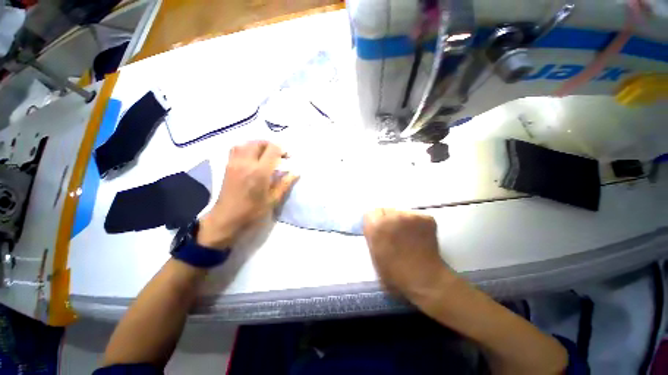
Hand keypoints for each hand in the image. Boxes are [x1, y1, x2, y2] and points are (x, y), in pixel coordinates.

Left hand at [198, 141, 297, 249]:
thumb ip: (285, 184)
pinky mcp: (227, 165)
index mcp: (260, 172)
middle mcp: (246, 163)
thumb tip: (296, 173)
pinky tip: (251, 156)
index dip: (282, 150)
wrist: (226, 219)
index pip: (272, 150)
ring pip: (246, 143)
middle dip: (271, 145)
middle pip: (259, 143)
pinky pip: (236, 148)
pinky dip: (246, 147)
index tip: (288, 157)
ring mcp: (235, 163)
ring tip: (266, 153)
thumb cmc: (252, 212)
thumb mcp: (273, 200)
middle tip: (278, 155)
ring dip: (259, 145)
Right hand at [363, 209, 449, 299]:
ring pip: (402, 213)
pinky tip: (420, 237)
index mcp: (376, 226)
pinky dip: (418, 224)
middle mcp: (392, 216)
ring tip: (409, 236)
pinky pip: (417, 217)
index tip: (380, 231)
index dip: (375, 222)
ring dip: (403, 221)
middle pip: (386, 209)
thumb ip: (371, 234)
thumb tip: (374, 225)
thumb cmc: (394, 273)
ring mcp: (411, 216)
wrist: (424, 280)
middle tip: (395, 233)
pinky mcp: (427, 218)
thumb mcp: (373, 254)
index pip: (370, 213)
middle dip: (388, 219)